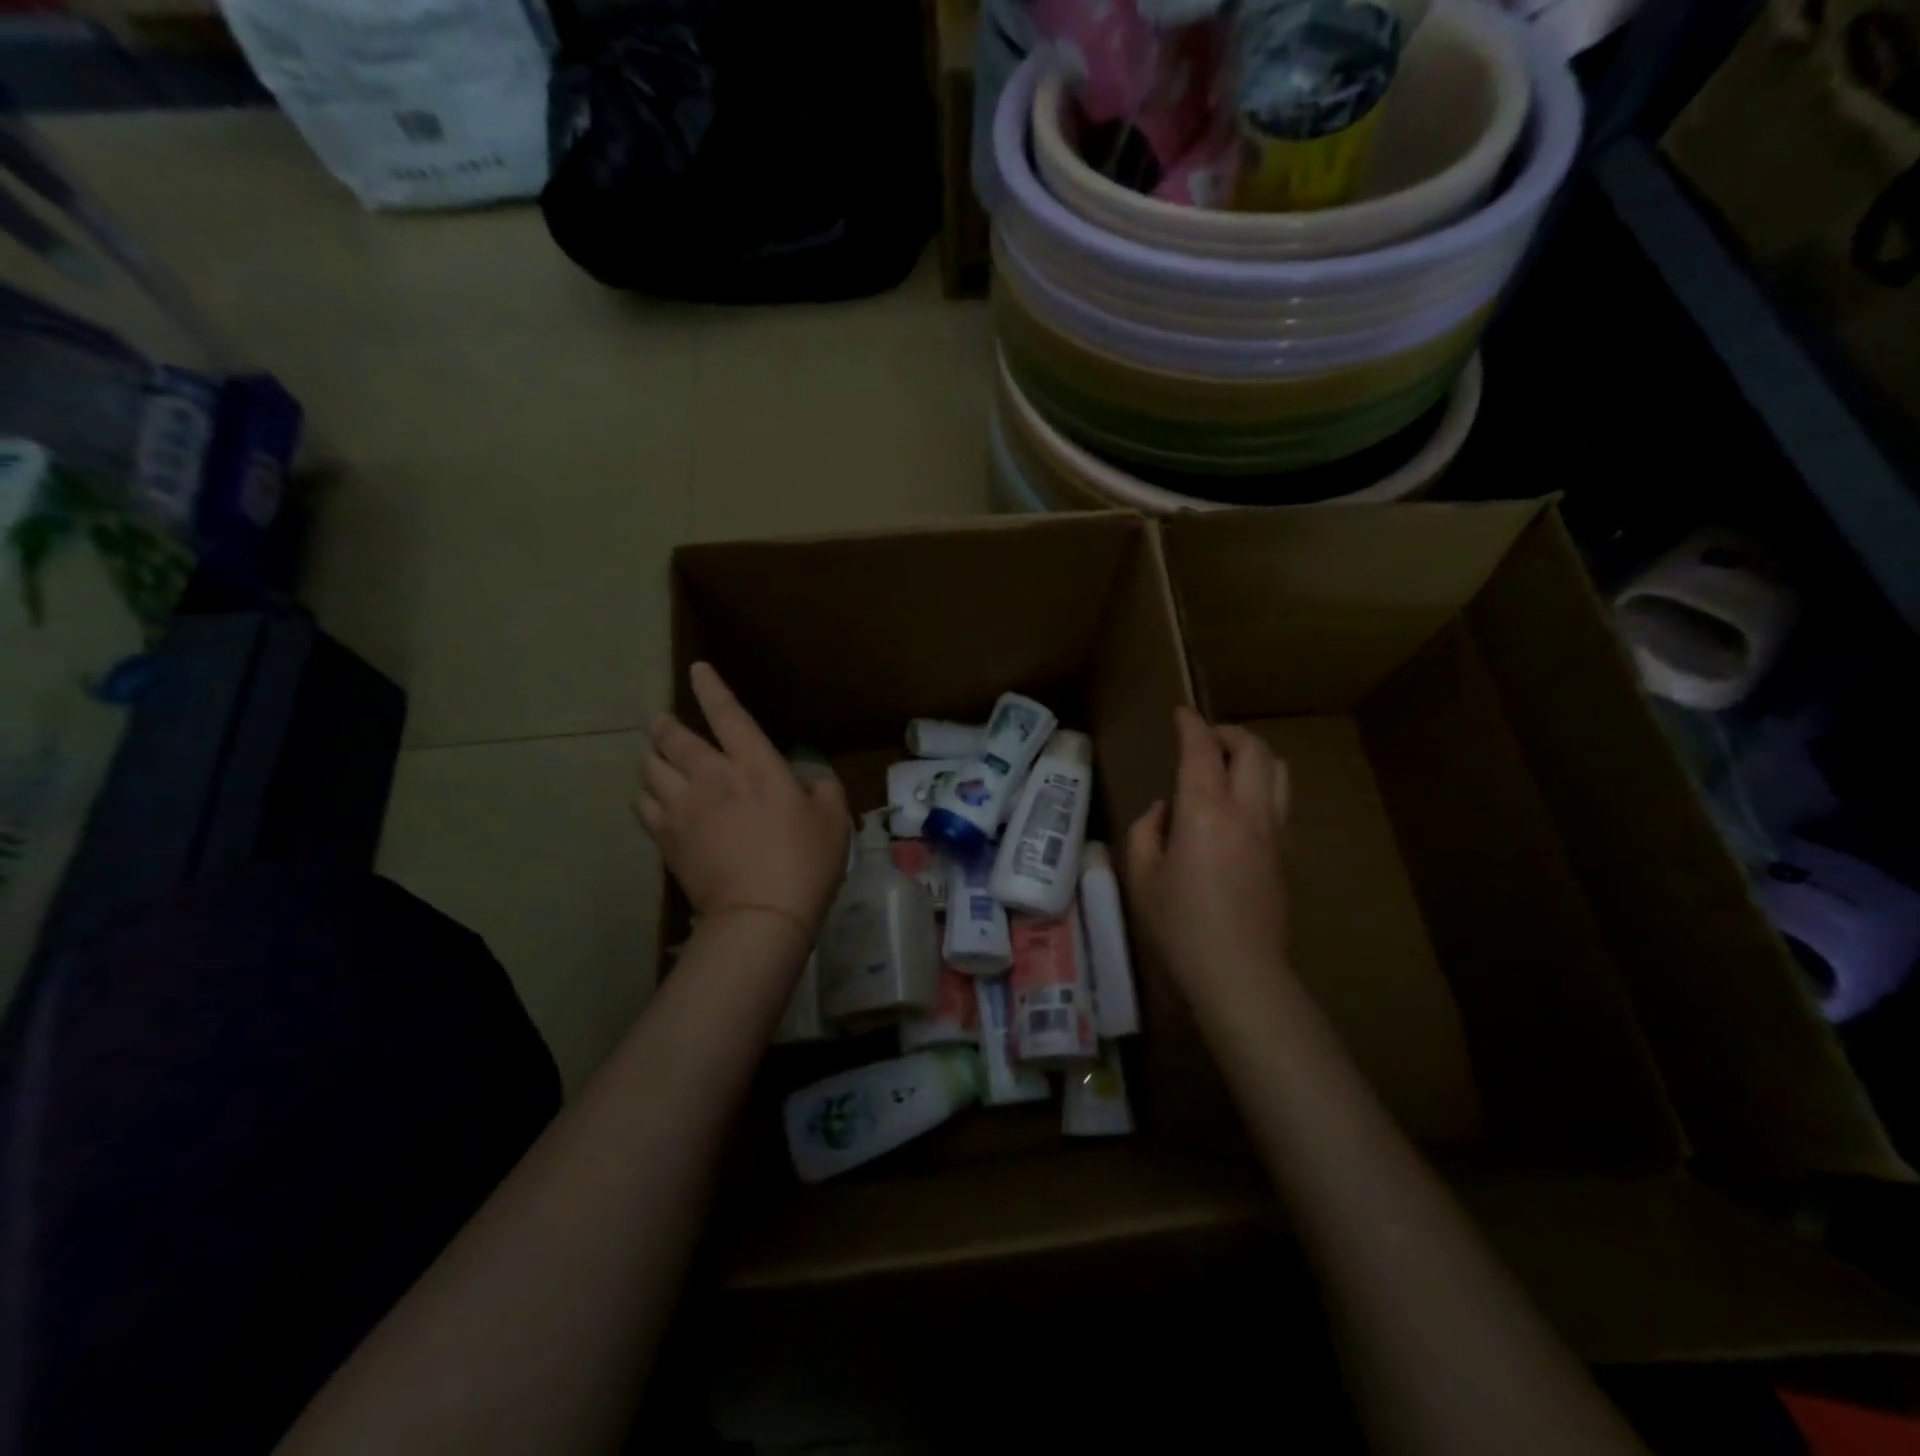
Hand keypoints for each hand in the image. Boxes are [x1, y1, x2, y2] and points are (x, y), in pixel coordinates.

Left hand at [636, 663, 849, 943]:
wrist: (760, 914)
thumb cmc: (805, 861)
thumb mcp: (833, 817)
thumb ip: (821, 786)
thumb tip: (806, 777)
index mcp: (755, 765)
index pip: (728, 714)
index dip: (711, 688)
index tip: (697, 669)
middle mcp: (712, 776)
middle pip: (674, 738)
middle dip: (664, 724)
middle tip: (660, 720)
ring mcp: (683, 807)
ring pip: (651, 769)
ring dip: (652, 757)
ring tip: (655, 757)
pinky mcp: (667, 838)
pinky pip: (644, 806)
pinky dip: (646, 796)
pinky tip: (652, 799)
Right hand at [1124, 707, 1292, 1019]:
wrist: (1239, 972)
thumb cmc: (1180, 925)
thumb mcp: (1142, 876)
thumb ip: (1147, 830)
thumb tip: (1166, 811)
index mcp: (1205, 811)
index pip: (1202, 749)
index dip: (1190, 724)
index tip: (1180, 712)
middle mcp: (1247, 810)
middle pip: (1252, 749)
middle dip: (1227, 733)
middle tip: (1203, 739)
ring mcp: (1274, 831)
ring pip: (1278, 770)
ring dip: (1253, 755)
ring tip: (1227, 765)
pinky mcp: (1286, 853)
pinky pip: (1279, 800)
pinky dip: (1261, 785)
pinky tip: (1238, 807)